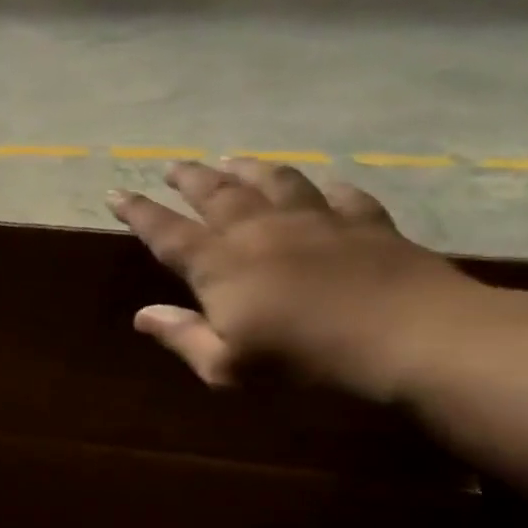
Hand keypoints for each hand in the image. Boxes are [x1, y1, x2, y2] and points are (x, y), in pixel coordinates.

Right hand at [107, 159, 476, 397]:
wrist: (410, 339)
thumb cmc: (305, 362)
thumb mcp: (228, 367)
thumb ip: (183, 337)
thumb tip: (142, 316)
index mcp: (221, 265)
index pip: (167, 232)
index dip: (139, 212)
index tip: (116, 191)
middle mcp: (260, 231)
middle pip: (217, 194)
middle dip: (189, 178)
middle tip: (173, 166)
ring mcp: (316, 222)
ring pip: (274, 181)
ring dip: (248, 169)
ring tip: (233, 160)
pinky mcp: (367, 224)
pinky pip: (342, 196)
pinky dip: (327, 188)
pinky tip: (325, 186)